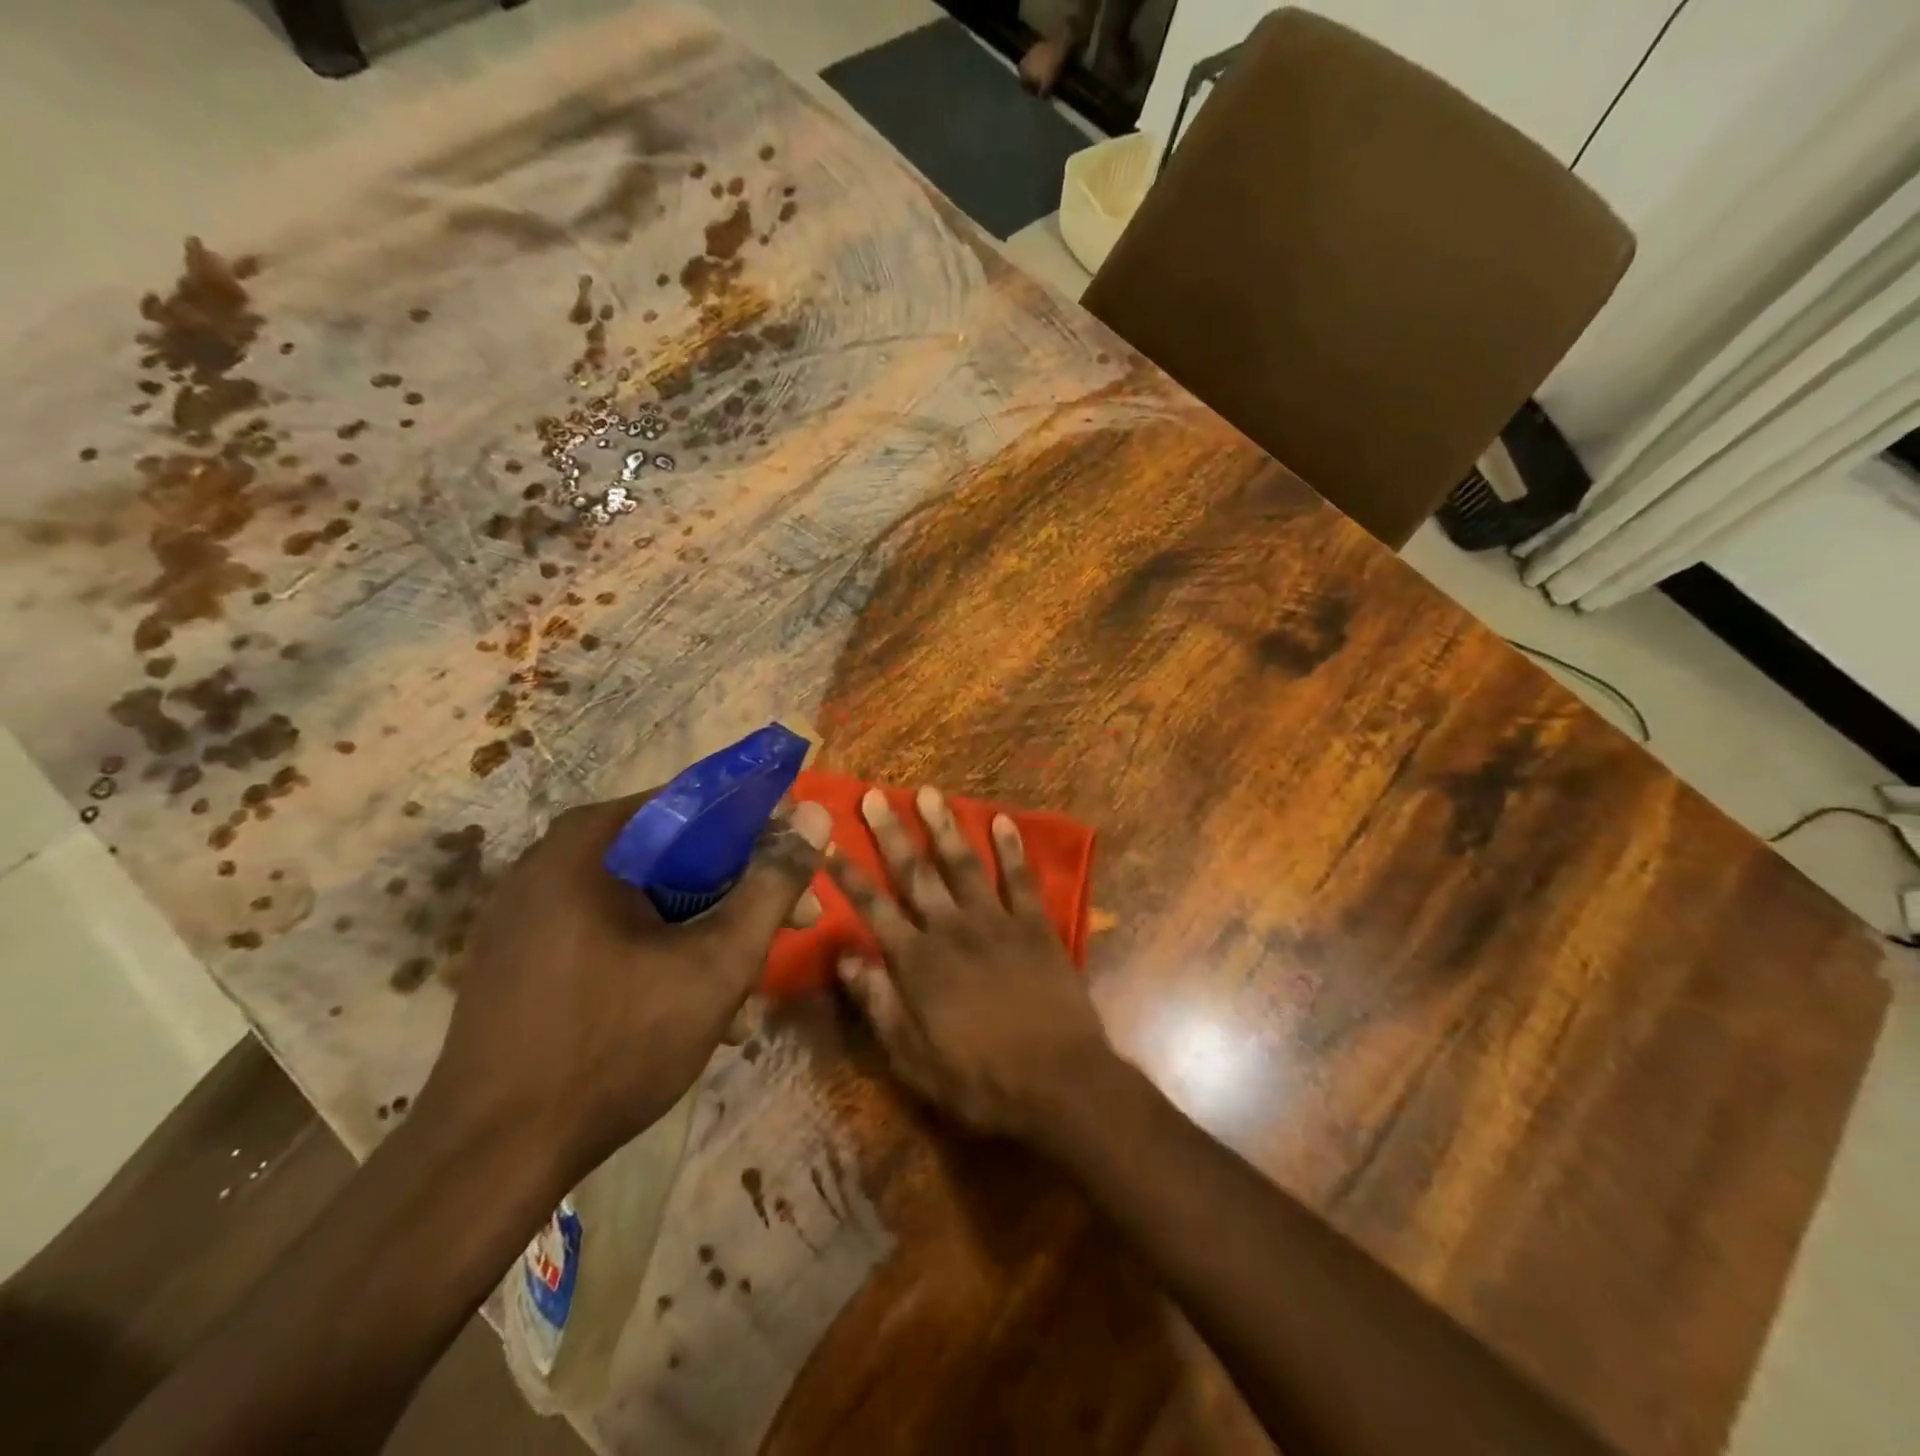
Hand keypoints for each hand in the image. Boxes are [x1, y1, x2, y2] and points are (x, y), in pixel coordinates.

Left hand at [424, 793, 831, 1182]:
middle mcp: (554, 861)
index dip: (763, 829)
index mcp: (591, 843)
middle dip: (742, 896)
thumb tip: (817, 814)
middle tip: (795, 927)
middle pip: (676, 855)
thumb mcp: (716, 964)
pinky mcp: (526, 957)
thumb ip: (772, 885)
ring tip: (746, 998)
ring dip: (708, 937)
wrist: (487, 1162)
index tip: (801, 866)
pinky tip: (698, 1013)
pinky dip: (664, 958)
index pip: (698, 803)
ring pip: (651, 900)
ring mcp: (532, 912)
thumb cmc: (613, 1047)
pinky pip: (615, 934)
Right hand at [828, 786, 1112, 1143]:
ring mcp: (997, 922)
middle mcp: (952, 929)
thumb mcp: (913, 1058)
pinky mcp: (1035, 926)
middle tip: (874, 795)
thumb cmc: (979, 1079)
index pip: (873, 908)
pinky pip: (1021, 879)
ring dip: (945, 827)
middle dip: (892, 833)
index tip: (829, 842)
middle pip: (915, 873)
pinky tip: (1002, 820)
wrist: (1058, 1082)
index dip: (849, 876)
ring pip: (964, 864)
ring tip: (929, 793)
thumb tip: (846, 958)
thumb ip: (879, 1004)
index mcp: (918, 962)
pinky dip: (1011, 848)